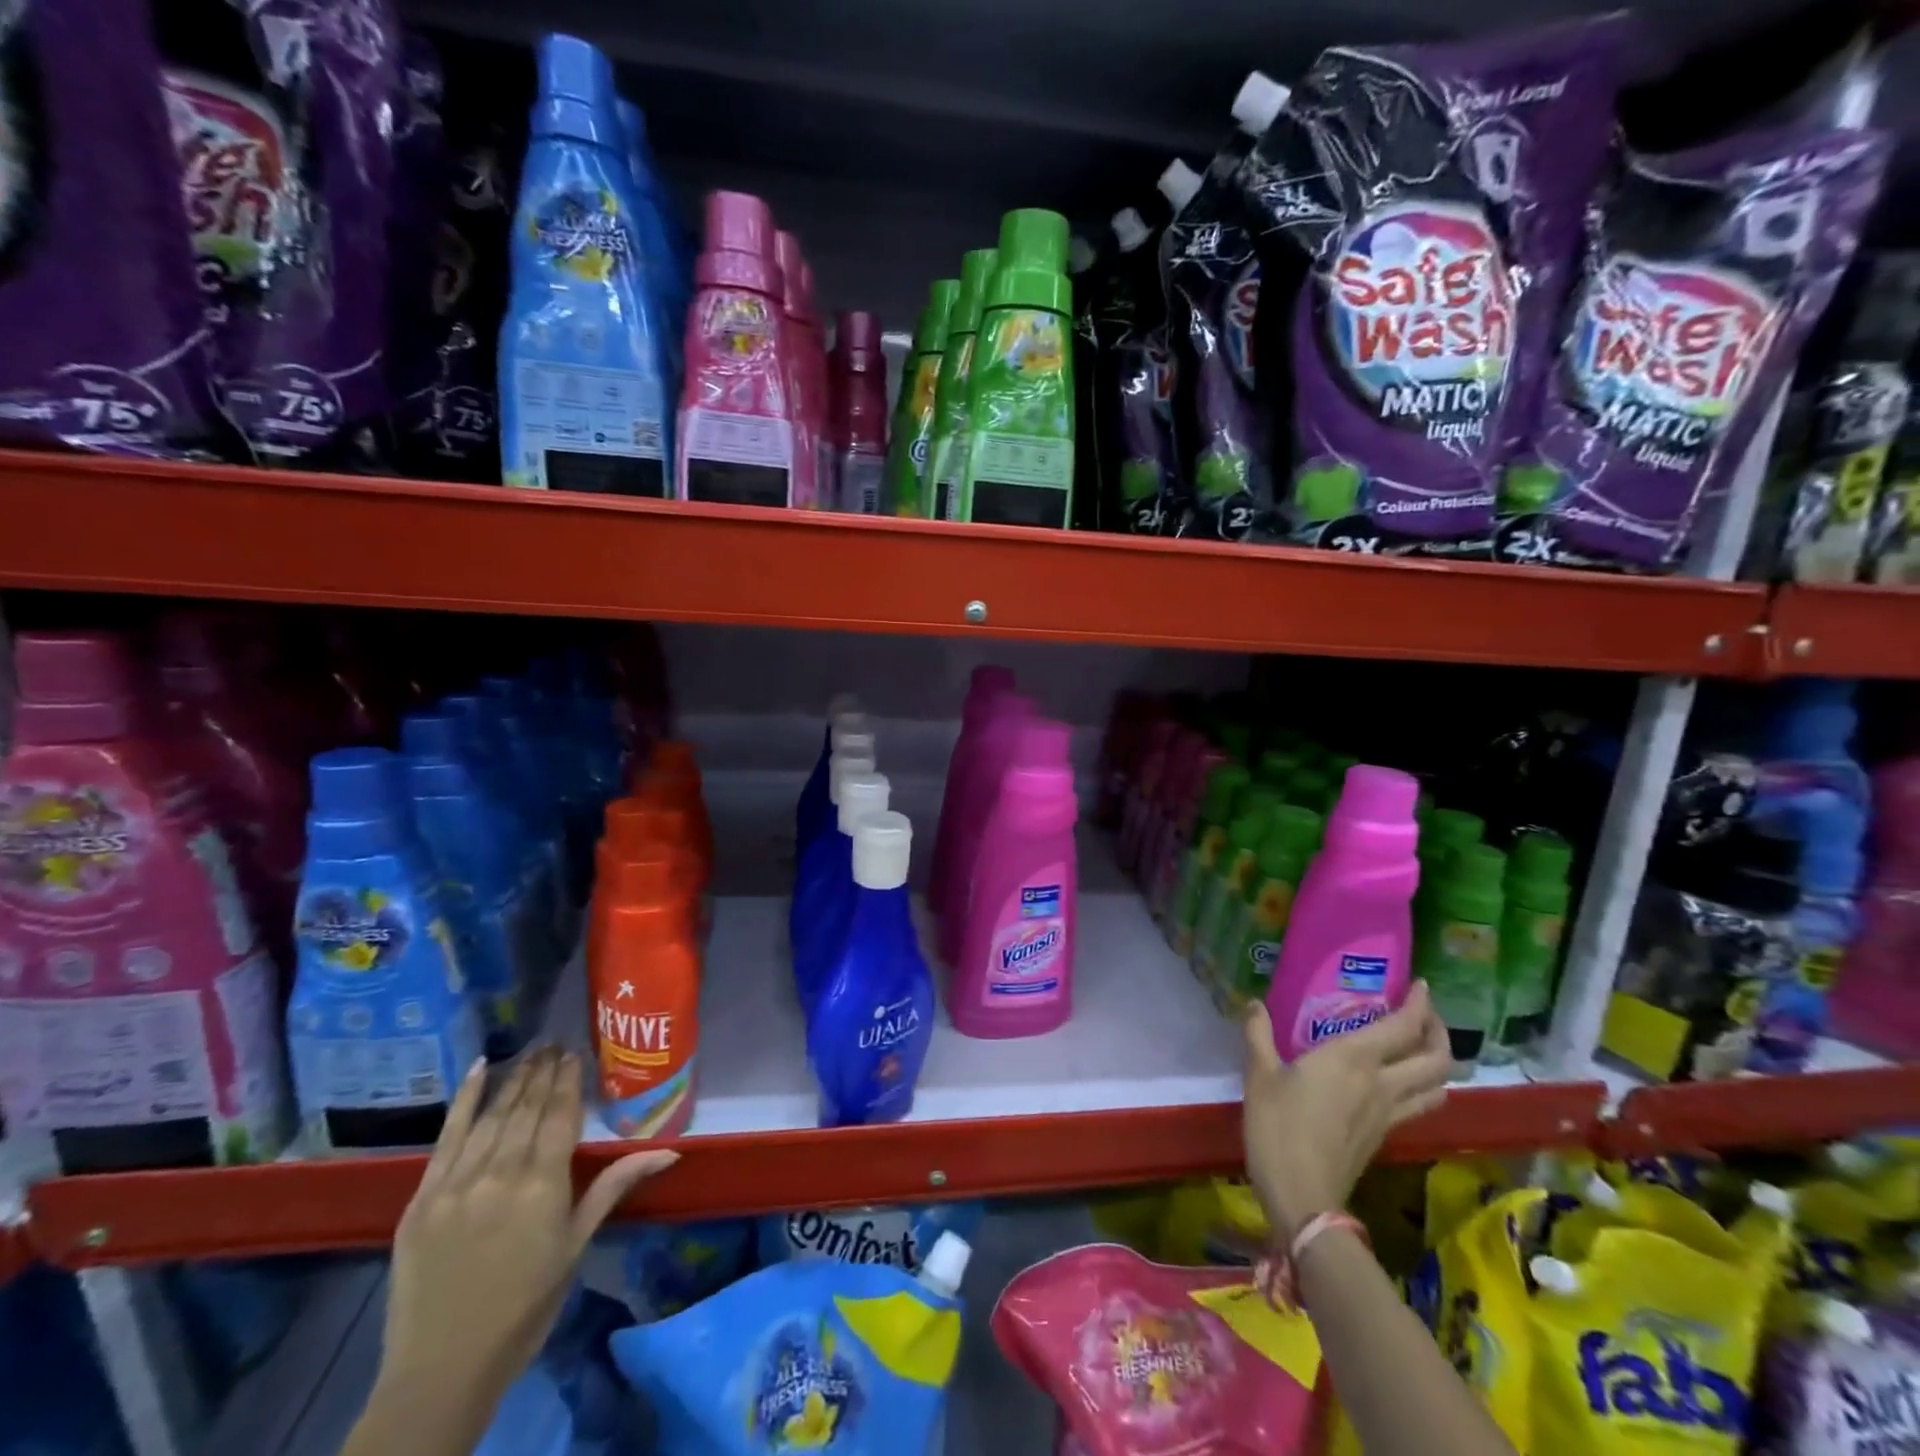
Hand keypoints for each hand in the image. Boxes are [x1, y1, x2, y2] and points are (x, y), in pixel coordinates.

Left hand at [379, 1049, 677, 1424]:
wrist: (442, 1369)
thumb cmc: (525, 1306)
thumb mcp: (576, 1245)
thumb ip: (615, 1186)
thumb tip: (670, 1150)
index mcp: (542, 1185)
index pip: (560, 1115)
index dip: (568, 1080)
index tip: (575, 1052)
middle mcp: (500, 1173)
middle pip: (526, 1109)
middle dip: (543, 1072)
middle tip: (555, 1042)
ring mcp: (457, 1183)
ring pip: (492, 1116)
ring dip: (514, 1080)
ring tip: (530, 1052)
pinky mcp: (423, 1197)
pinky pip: (445, 1137)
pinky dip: (464, 1101)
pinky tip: (479, 1069)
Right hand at [1241, 982, 1452, 1241]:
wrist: (1302, 1195)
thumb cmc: (1278, 1126)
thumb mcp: (1259, 1074)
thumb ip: (1258, 1034)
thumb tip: (1253, 1004)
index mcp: (1353, 1060)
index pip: (1402, 1027)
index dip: (1419, 1004)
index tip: (1421, 985)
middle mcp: (1381, 1083)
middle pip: (1435, 1059)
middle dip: (1439, 1032)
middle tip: (1425, 1014)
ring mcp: (1389, 1113)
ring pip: (1436, 1086)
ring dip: (1438, 1063)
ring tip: (1421, 1047)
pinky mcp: (1384, 1135)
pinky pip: (1418, 1104)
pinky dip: (1421, 1086)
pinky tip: (1398, 1082)